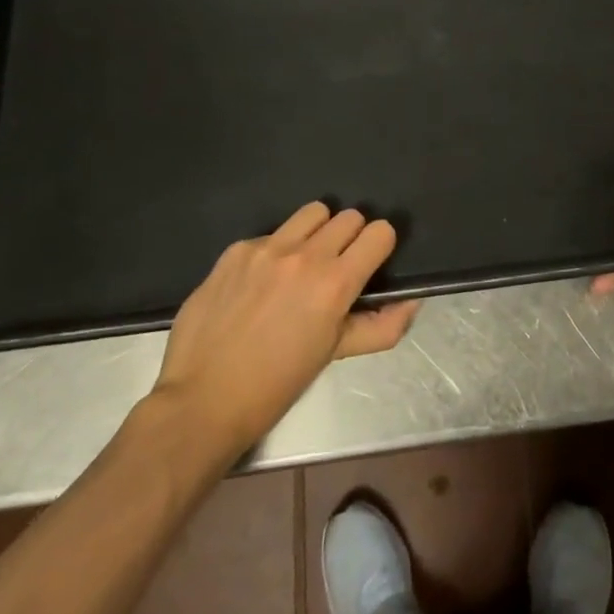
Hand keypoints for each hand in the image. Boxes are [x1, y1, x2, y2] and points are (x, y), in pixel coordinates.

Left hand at [146, 203, 419, 457]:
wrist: (202, 401)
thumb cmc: (275, 385)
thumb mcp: (334, 356)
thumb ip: (380, 327)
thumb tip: (412, 302)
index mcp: (334, 283)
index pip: (380, 232)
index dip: (380, 246)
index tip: (370, 263)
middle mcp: (304, 255)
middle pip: (349, 216)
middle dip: (351, 237)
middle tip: (336, 267)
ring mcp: (266, 248)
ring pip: (313, 212)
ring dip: (317, 231)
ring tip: (302, 262)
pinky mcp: (236, 249)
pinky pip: (271, 233)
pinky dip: (276, 250)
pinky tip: (260, 282)